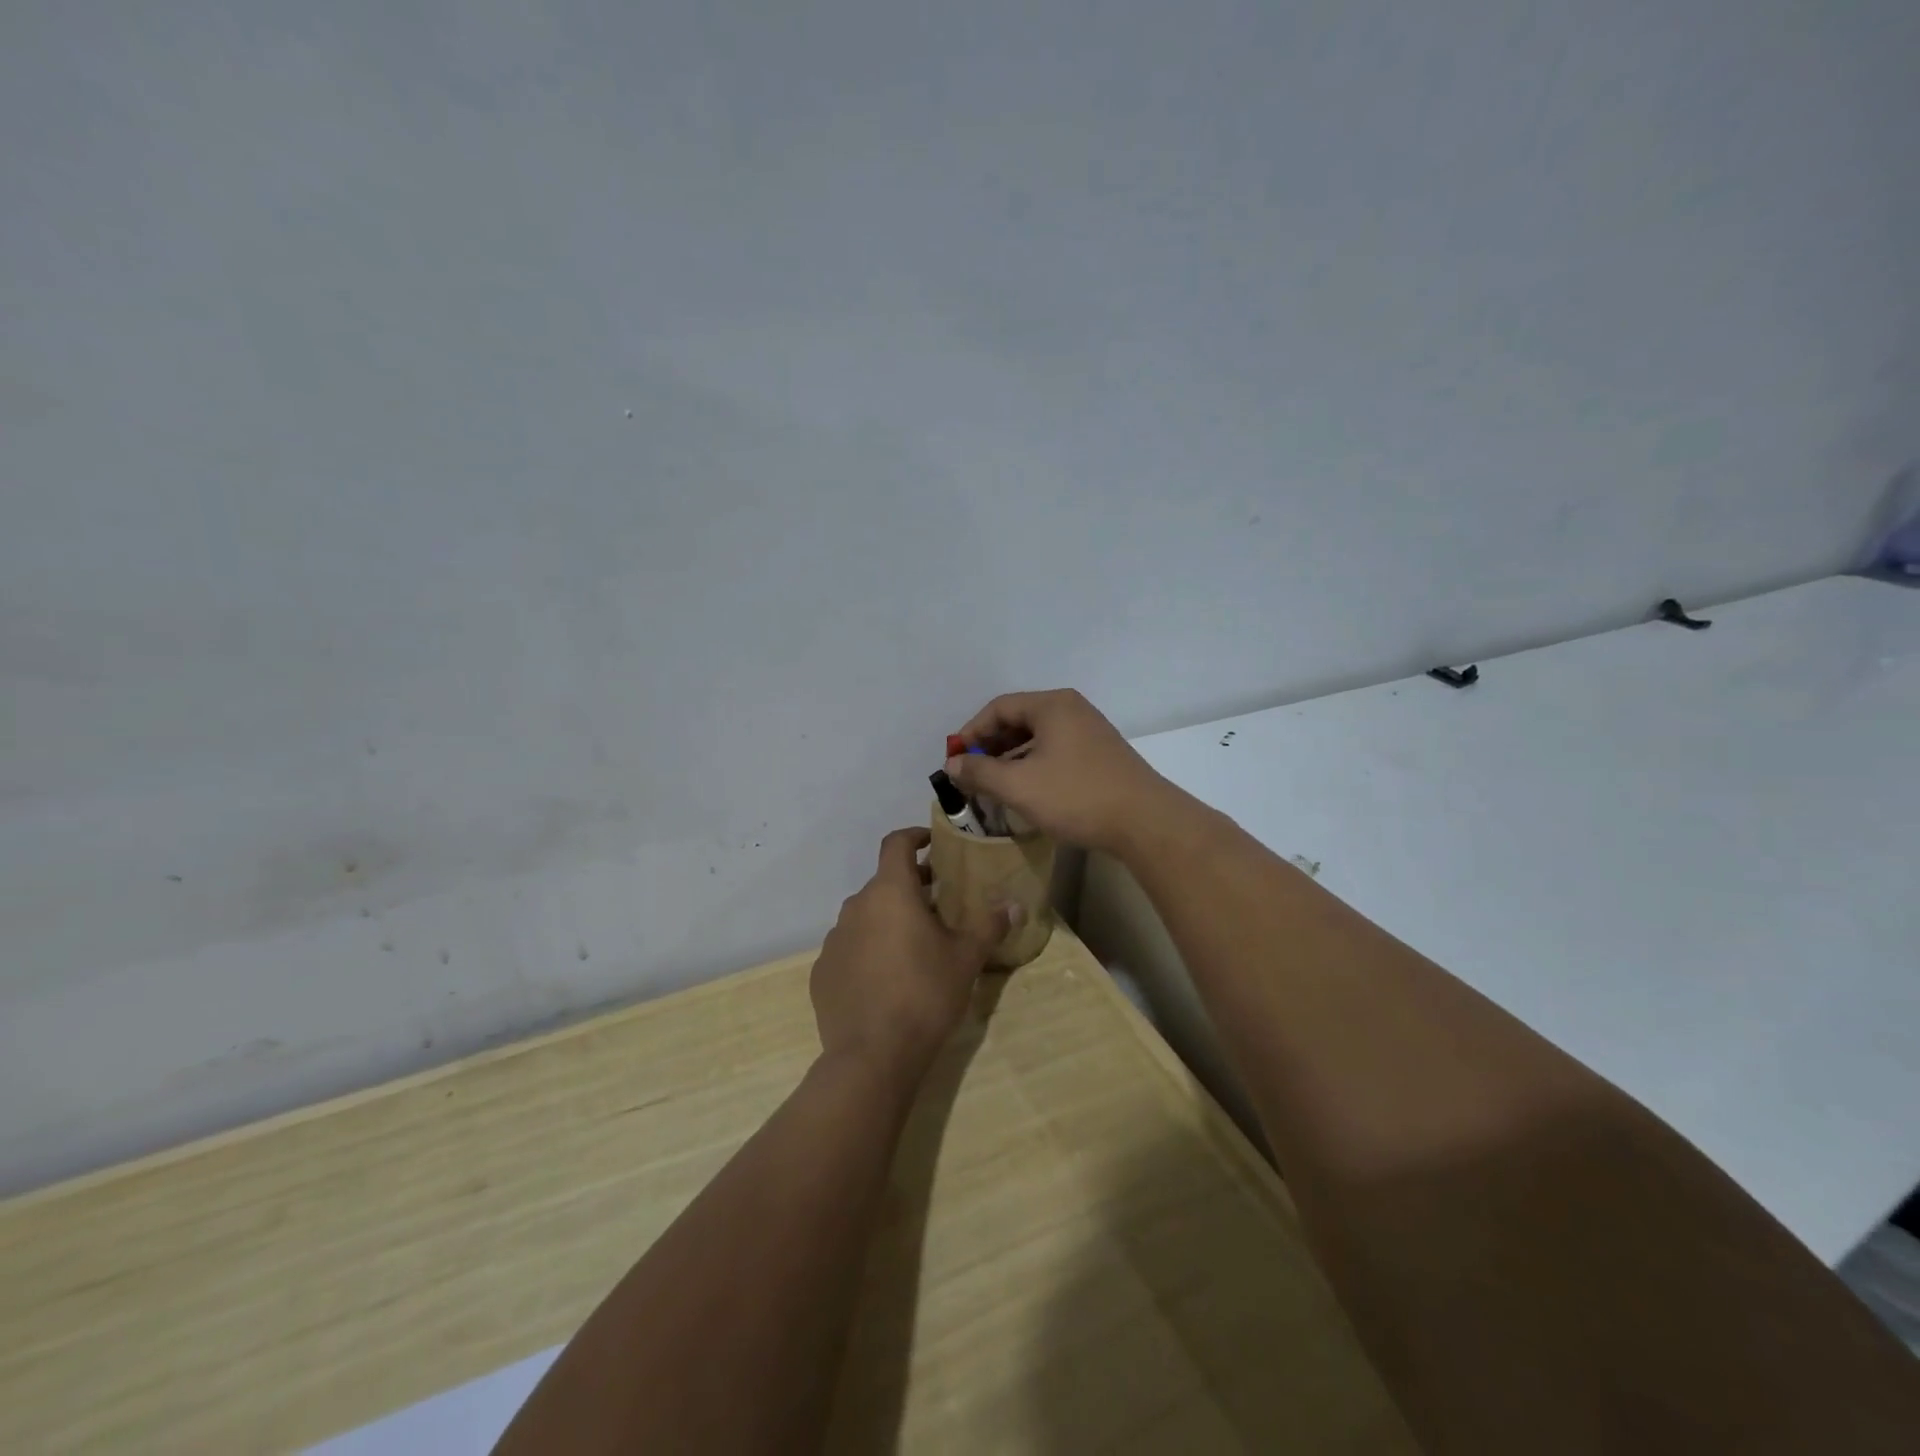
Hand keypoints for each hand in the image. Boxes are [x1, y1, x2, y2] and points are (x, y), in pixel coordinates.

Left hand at [811, 828, 1010, 1088]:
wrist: (873, 1055)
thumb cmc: (925, 994)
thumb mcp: (966, 959)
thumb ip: (989, 926)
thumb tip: (1015, 905)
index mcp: (890, 892)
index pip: (896, 843)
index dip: (915, 836)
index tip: (932, 844)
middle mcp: (856, 906)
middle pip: (884, 883)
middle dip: (910, 887)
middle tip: (939, 904)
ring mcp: (834, 939)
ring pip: (866, 917)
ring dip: (888, 920)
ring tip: (915, 945)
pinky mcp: (822, 972)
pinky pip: (850, 948)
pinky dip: (868, 951)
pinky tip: (886, 979)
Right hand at [944, 689, 1183, 852]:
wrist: (1145, 822)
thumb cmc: (1076, 796)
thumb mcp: (1018, 785)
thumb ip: (979, 771)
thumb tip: (952, 764)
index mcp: (1052, 705)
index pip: (999, 708)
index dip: (971, 733)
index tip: (955, 761)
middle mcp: (1072, 709)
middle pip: (1019, 720)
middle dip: (990, 746)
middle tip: (971, 774)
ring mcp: (1090, 731)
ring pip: (1038, 738)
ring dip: (1011, 758)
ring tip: (994, 786)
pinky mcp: (1101, 754)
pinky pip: (1056, 751)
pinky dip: (1034, 765)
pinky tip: (1027, 790)